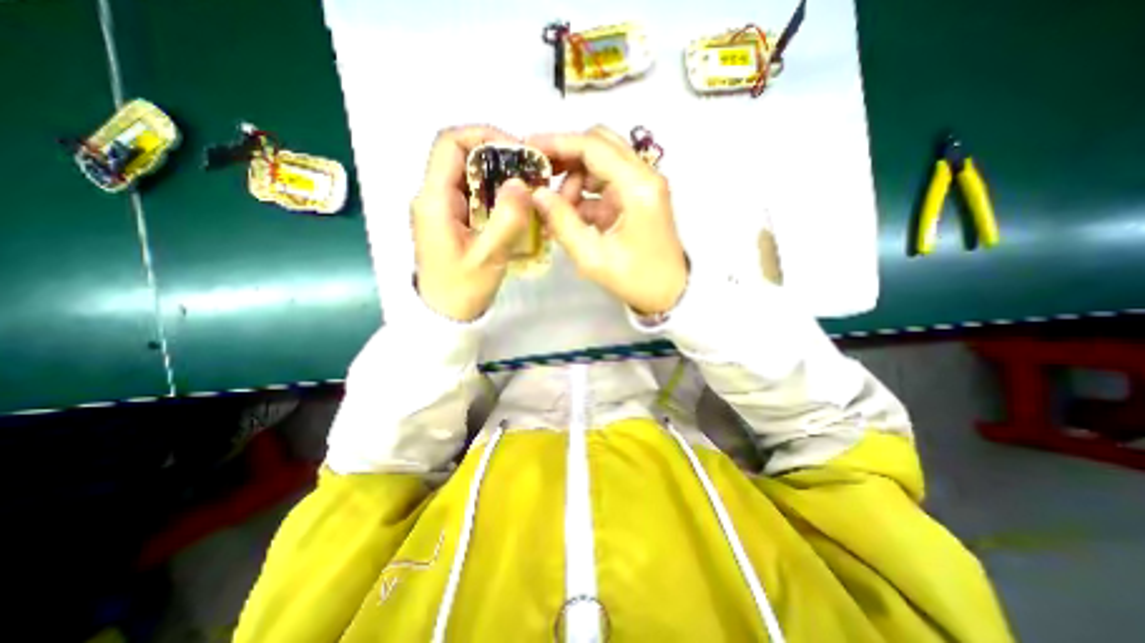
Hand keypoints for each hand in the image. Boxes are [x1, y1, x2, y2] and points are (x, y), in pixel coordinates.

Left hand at [414, 125, 534, 320]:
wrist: (443, 315)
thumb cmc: (461, 290)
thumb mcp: (488, 257)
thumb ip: (506, 220)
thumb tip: (521, 183)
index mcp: (434, 200)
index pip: (451, 143)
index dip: (485, 137)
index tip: (518, 153)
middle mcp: (433, 196)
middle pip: (462, 156)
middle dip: (498, 158)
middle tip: (530, 173)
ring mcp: (441, 208)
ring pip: (469, 175)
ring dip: (499, 176)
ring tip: (528, 189)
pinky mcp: (451, 219)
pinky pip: (473, 194)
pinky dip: (495, 194)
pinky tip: (515, 207)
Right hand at [530, 124, 686, 314]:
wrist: (670, 293)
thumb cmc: (635, 279)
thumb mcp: (593, 257)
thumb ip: (563, 223)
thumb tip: (538, 194)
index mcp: (637, 187)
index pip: (593, 147)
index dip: (557, 143)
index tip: (528, 149)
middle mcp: (644, 176)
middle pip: (599, 145)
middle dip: (566, 157)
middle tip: (541, 178)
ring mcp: (643, 185)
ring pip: (601, 163)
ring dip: (575, 180)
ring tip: (558, 211)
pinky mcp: (639, 197)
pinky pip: (606, 184)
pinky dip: (586, 195)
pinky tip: (571, 217)